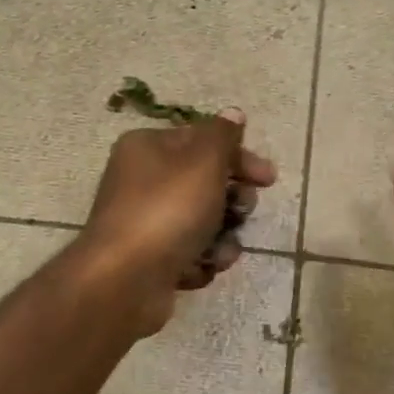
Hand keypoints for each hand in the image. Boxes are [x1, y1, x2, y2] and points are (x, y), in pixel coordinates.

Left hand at [77, 109, 276, 334]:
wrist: (125, 280)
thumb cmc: (167, 211)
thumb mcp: (203, 162)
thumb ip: (223, 136)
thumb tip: (233, 113)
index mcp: (148, 148)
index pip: (203, 141)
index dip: (240, 157)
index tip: (268, 179)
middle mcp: (142, 181)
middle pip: (205, 183)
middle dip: (232, 200)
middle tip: (241, 211)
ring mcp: (145, 223)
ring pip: (202, 222)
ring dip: (222, 236)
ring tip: (220, 250)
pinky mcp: (150, 259)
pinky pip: (190, 253)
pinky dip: (202, 261)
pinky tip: (202, 268)